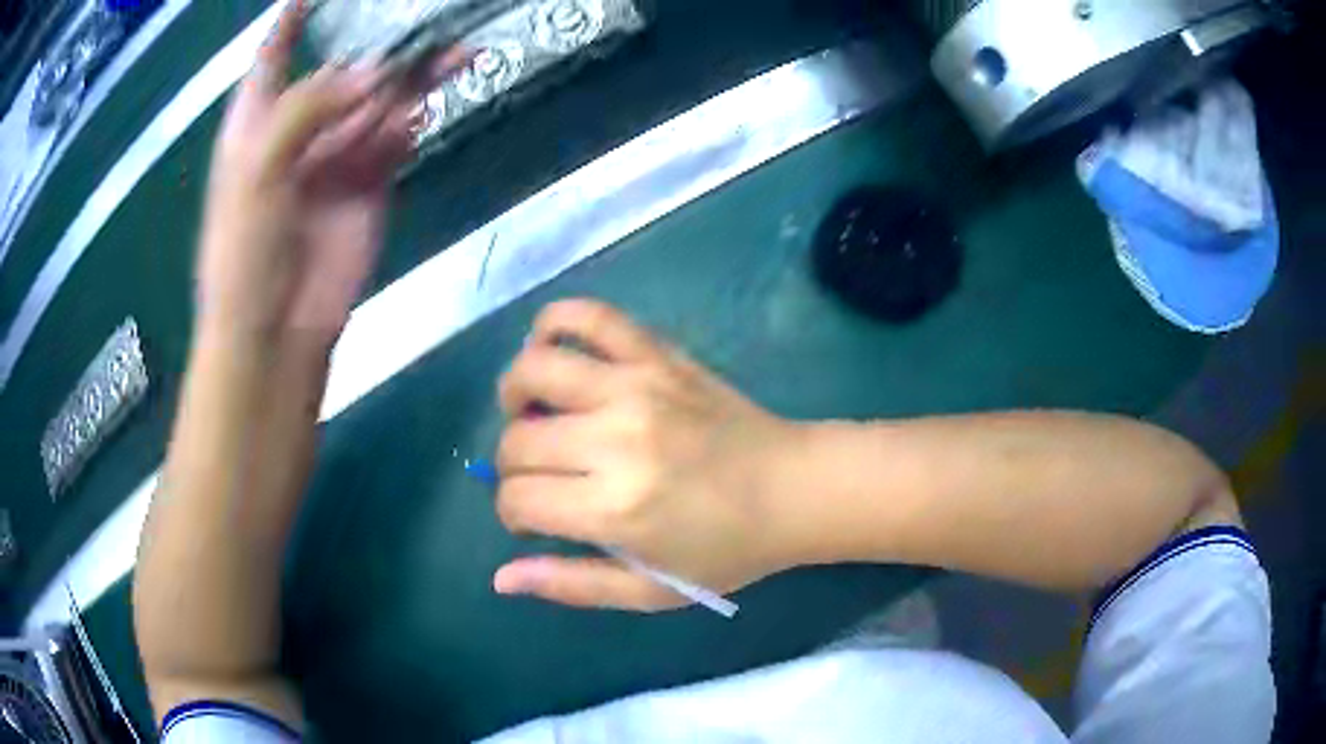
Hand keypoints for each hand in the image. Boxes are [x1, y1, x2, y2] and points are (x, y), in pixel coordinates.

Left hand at [196, 0, 464, 343]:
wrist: (276, 331)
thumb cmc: (244, 252)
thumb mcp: (257, 171)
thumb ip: (306, 110)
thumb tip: (376, 73)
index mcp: (257, 122)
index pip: (273, 57)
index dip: (289, 21)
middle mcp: (298, 130)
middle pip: (342, 72)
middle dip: (379, 47)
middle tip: (427, 22)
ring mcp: (336, 156)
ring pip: (379, 102)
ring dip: (413, 79)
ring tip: (458, 55)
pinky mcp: (370, 184)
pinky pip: (395, 140)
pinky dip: (410, 125)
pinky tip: (424, 115)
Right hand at [493, 300, 807, 610]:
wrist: (794, 488)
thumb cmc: (726, 550)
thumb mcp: (650, 590)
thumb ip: (572, 586)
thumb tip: (502, 577)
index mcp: (615, 507)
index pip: (517, 497)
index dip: (513, 513)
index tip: (534, 518)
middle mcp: (616, 439)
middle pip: (517, 440)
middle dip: (512, 465)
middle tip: (542, 477)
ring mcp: (637, 385)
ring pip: (533, 369)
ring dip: (515, 393)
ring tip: (531, 412)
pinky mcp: (657, 353)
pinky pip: (589, 315)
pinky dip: (555, 322)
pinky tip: (553, 349)